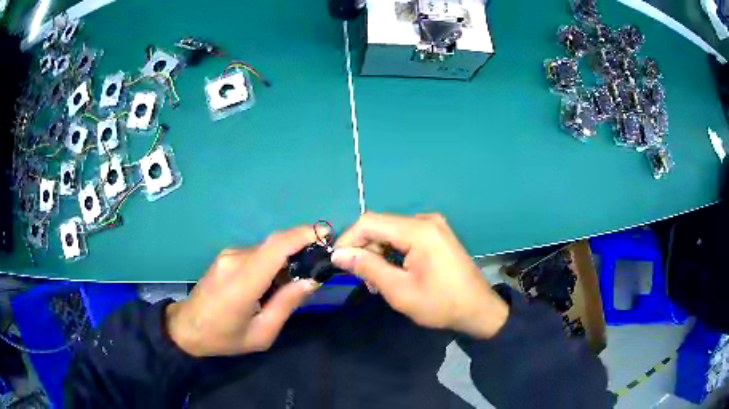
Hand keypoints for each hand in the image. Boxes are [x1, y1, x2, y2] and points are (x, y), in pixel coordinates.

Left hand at [166, 226, 322, 356]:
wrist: (187, 327)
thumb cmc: (224, 337)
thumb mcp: (261, 333)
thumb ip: (286, 304)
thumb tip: (311, 280)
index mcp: (243, 281)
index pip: (276, 246)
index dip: (303, 235)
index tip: (327, 236)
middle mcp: (235, 259)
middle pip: (275, 245)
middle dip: (300, 252)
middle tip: (313, 273)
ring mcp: (228, 255)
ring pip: (266, 250)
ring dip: (284, 261)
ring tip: (289, 287)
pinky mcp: (226, 256)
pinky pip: (256, 254)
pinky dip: (271, 264)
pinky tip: (270, 285)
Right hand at [331, 213, 507, 338]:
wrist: (478, 309)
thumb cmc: (440, 304)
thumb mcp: (399, 290)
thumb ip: (367, 267)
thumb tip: (338, 254)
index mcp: (419, 230)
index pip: (370, 222)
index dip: (349, 239)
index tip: (338, 262)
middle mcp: (426, 220)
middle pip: (380, 225)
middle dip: (365, 249)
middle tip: (363, 279)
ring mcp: (433, 225)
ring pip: (390, 232)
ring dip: (378, 253)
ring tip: (378, 282)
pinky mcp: (436, 234)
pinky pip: (404, 237)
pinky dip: (392, 253)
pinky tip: (393, 273)